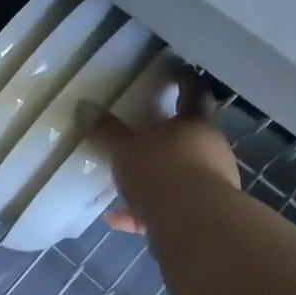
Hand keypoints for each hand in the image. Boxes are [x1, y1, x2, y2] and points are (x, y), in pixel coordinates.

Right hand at [94, 71, 240, 233]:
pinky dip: (144, 211)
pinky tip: (117, 219)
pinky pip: (169, 208)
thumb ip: (106, 130)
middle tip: (142, 133)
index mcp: (195, 125)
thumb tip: (84, 106)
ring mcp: (210, 184)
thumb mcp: (124, 148)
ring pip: (179, 175)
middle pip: (188, 137)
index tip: (176, 69)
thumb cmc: (161, 171)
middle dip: (166, 136)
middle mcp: (210, 151)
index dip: (184, 79)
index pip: (192, 93)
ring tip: (122, 184)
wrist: (193, 225)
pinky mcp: (201, 216)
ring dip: (153, 178)